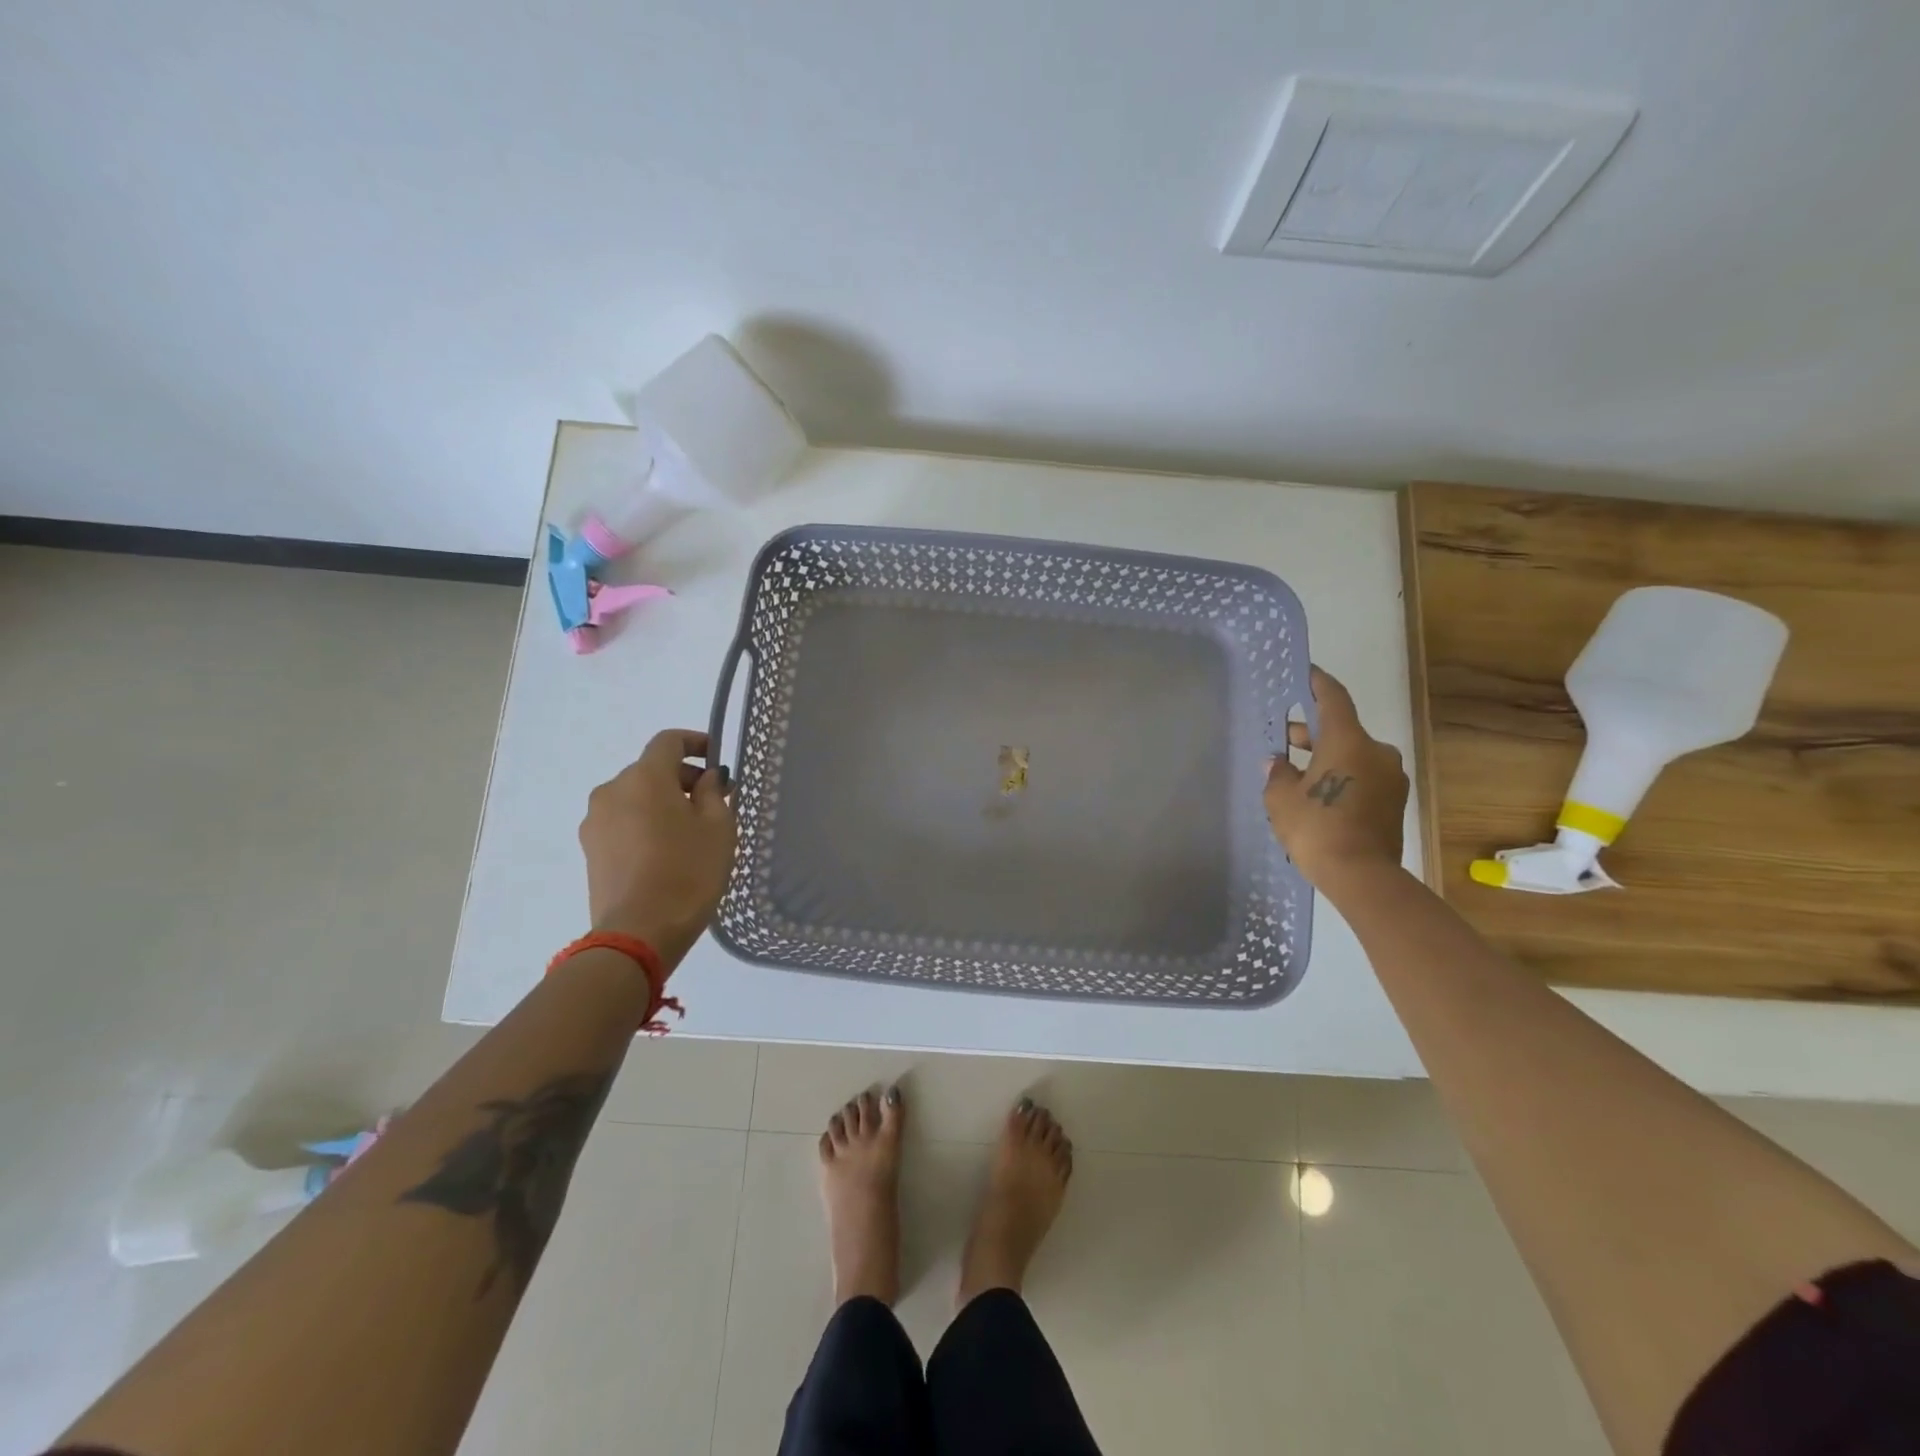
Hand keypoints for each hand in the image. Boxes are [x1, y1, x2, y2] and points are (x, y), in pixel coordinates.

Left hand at [579, 730, 737, 966]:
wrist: (639, 933)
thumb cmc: (688, 872)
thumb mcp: (718, 828)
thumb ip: (713, 794)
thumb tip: (706, 779)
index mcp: (645, 778)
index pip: (668, 741)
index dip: (695, 742)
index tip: (717, 758)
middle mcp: (613, 790)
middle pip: (651, 770)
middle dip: (683, 778)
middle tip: (714, 802)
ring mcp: (595, 821)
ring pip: (636, 797)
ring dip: (663, 802)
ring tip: (690, 832)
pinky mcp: (590, 849)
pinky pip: (623, 821)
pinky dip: (645, 823)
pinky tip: (667, 851)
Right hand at [1263, 667, 1407, 886]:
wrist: (1361, 875)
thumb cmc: (1316, 828)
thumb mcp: (1281, 799)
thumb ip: (1278, 773)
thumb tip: (1278, 762)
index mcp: (1348, 741)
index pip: (1333, 698)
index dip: (1318, 683)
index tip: (1306, 672)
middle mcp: (1376, 751)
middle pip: (1342, 730)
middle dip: (1313, 732)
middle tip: (1285, 739)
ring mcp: (1391, 778)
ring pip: (1354, 755)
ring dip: (1328, 757)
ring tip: (1298, 772)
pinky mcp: (1394, 801)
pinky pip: (1363, 777)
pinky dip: (1342, 776)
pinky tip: (1319, 794)